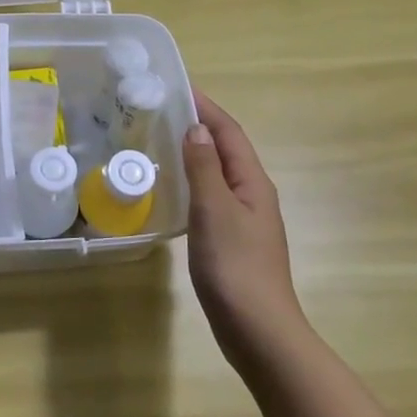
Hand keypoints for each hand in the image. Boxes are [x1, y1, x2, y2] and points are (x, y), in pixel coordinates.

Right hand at [182, 87, 302, 362]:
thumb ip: (205, 168)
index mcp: (253, 183)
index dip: (207, 107)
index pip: (229, 133)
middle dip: (199, 126)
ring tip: (158, 143)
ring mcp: (243, 219)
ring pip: (217, 174)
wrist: (257, 330)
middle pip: (226, 150)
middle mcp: (252, 195)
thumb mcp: (215, 211)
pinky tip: (170, 191)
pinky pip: (210, 197)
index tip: (178, 87)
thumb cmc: (235, 266)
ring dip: (193, 154)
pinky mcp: (230, 240)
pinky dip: (191, 183)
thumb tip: (197, 127)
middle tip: (159, 112)